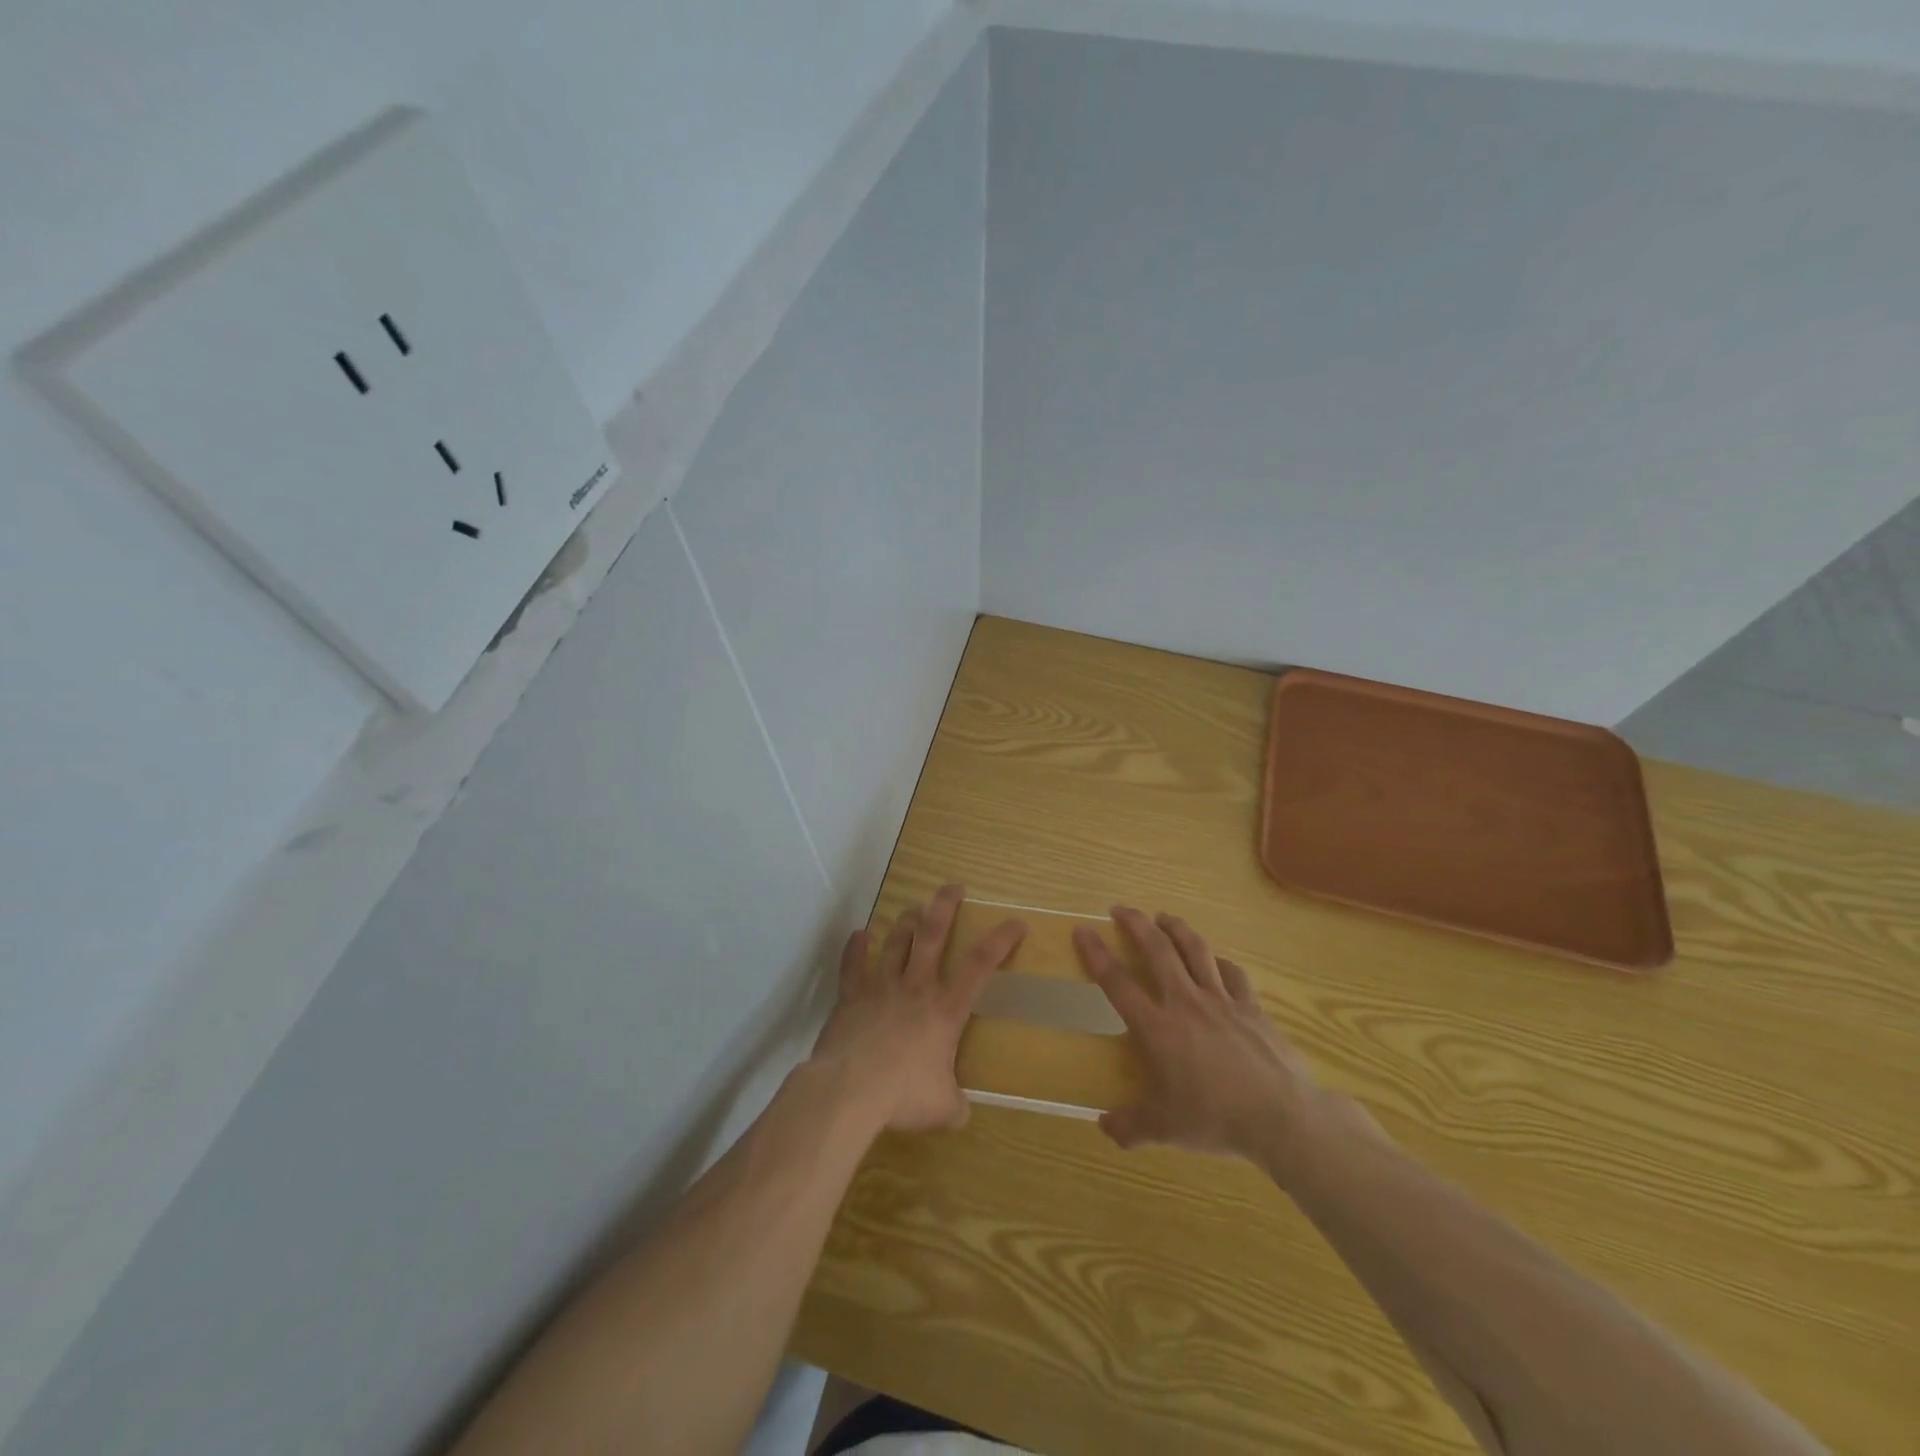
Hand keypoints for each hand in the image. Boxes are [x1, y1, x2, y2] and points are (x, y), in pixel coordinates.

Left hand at [810, 883, 1025, 1133]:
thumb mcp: (943, 1108)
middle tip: (952, 887)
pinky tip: (859, 935)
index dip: (1000, 940)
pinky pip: (853, 964)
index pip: (980, 965)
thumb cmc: (904, 1095)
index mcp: (946, 1009)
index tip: (1015, 922)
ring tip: (913, 908)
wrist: (849, 1089)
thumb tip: (960, 1112)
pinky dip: (856, 948)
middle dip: (945, 906)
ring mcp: (881, 986)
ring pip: (896, 941)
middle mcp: (916, 987)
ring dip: (905, 922)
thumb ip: (954, 1104)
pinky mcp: (851, 995)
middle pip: (932, 934)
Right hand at [1075, 907, 1321, 1168]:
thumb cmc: (1216, 1119)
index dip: (1096, 954)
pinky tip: (1215, 959)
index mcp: (1158, 1028)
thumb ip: (1132, 1126)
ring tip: (1163, 917)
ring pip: (1195, 950)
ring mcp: (1221, 1000)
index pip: (1117, 983)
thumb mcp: (1167, 1129)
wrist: (1281, 1116)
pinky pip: (1231, 973)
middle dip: (1136, 924)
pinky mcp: (1251, 1006)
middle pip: (1157, 950)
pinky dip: (1218, 961)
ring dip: (1176, 928)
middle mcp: (1185, 1002)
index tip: (1083, 931)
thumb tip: (1104, 1127)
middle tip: (1121, 909)